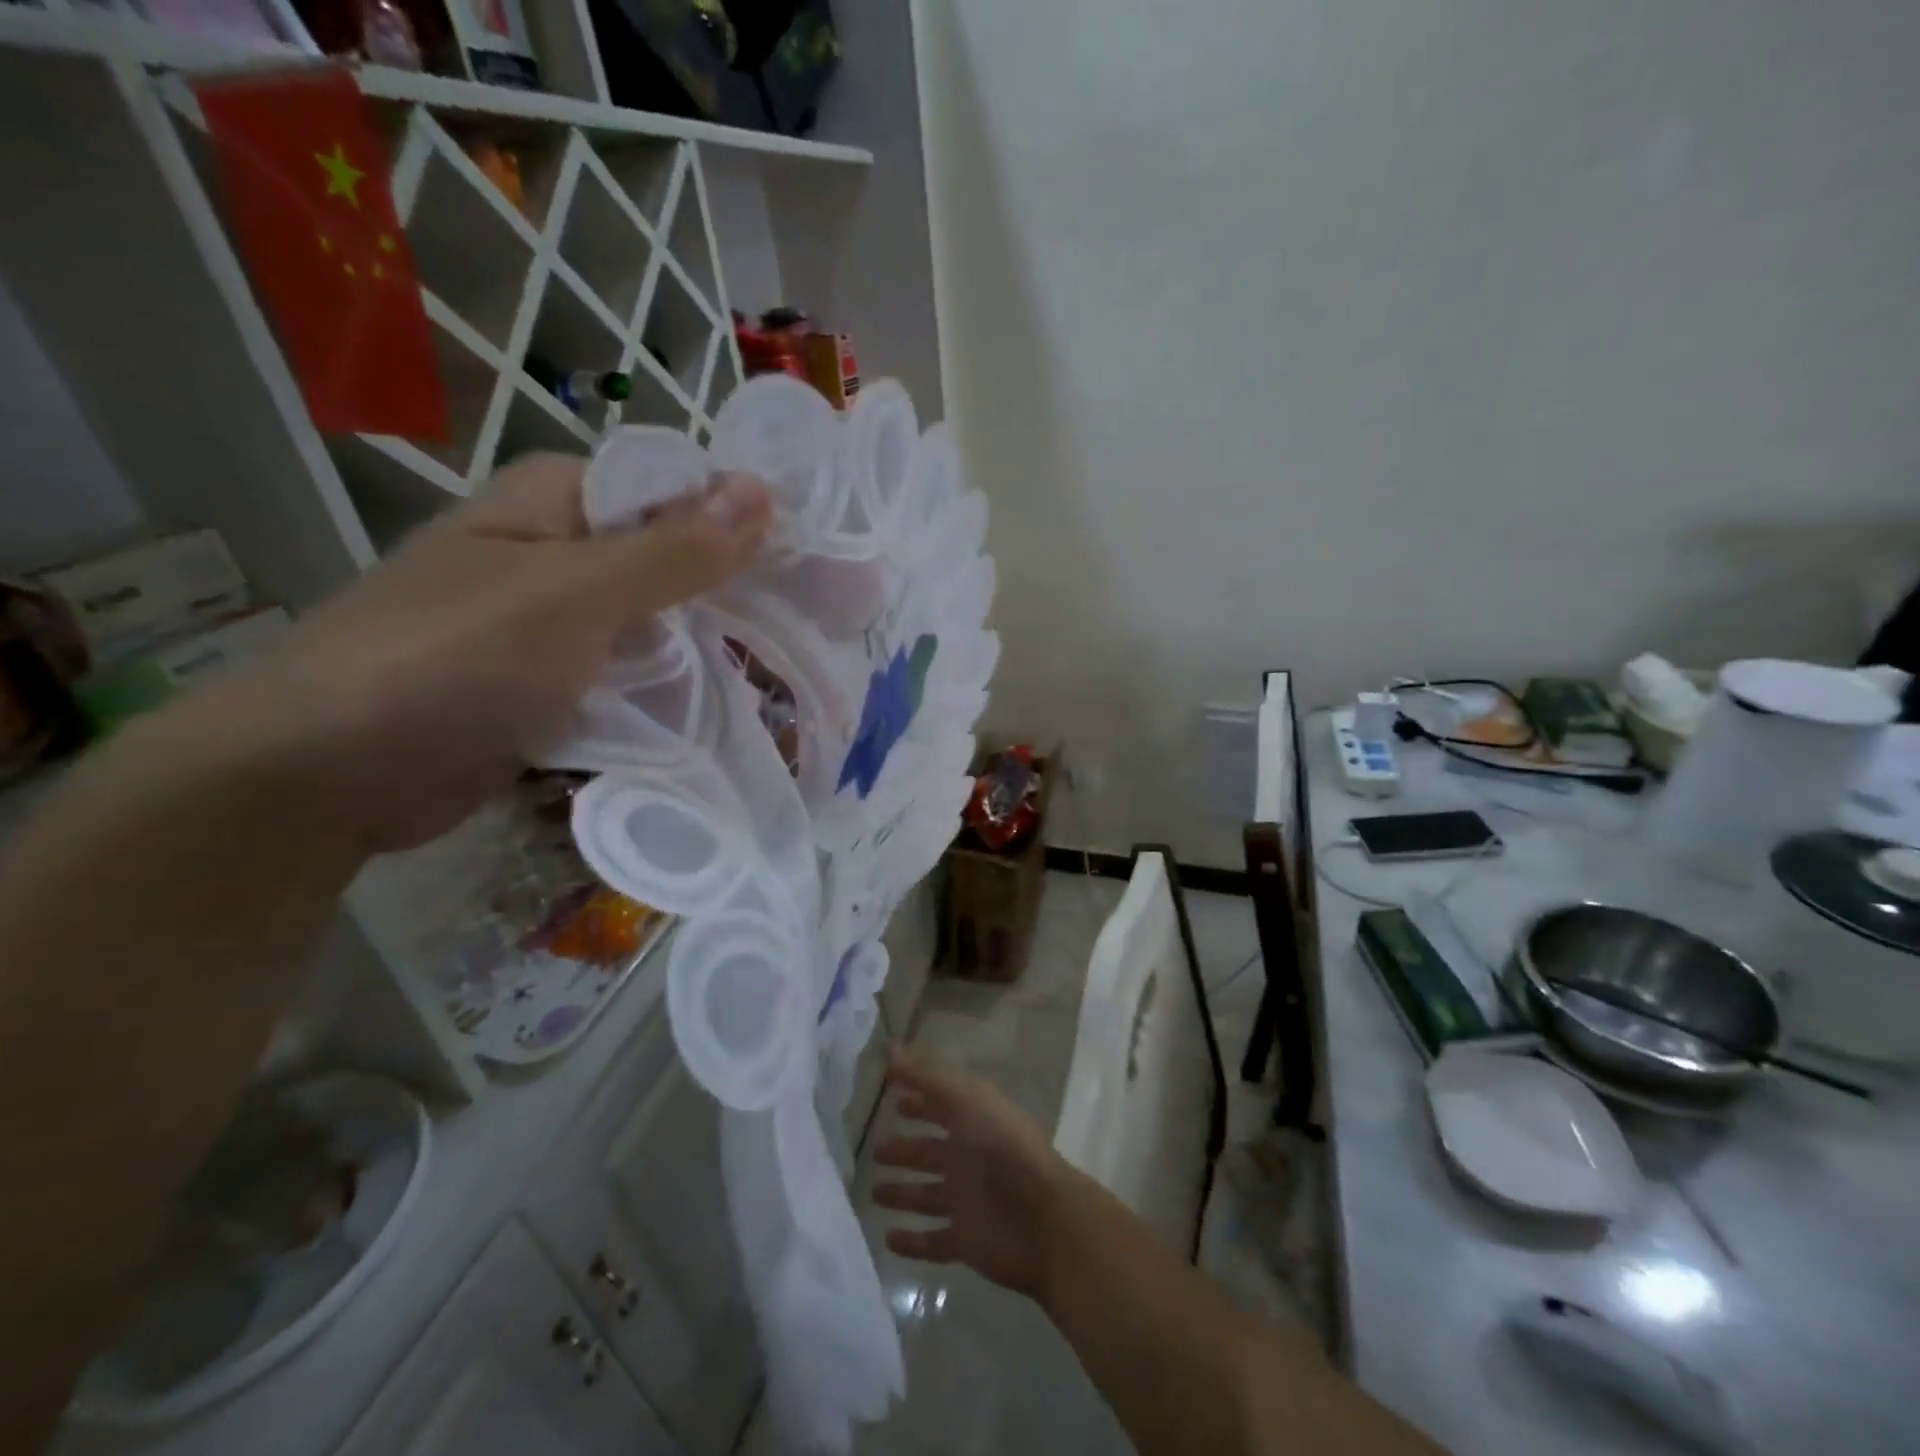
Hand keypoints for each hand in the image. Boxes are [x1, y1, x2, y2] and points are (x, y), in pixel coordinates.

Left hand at [222, 452, 771, 851]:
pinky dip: (669, 690)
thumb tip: (764, 491)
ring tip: (784, 670)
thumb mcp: (576, 595)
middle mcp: (559, 553)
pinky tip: (725, 707)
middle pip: (670, 561)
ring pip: (656, 625)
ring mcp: (556, 624)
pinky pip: (629, 676)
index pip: (676, 492)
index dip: (743, 521)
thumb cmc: (452, 658)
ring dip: (706, 649)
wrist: (328, 776)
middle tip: (810, 626)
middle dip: (730, 594)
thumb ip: (673, 550)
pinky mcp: (553, 685)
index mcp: (558, 503)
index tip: (812, 565)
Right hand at [872, 1044, 1079, 1300]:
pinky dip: (912, 1241)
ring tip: (873, 1192)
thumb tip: (889, 1046)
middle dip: (904, 1149)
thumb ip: (925, 1075)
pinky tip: (888, 1238)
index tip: (891, 1096)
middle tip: (875, 1150)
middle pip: (930, 1152)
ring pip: (927, 1195)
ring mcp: (967, 1200)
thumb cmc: (1001, 1147)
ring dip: (903, 1193)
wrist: (1042, 1218)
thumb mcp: (963, 1099)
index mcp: (973, 1121)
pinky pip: (933, 1241)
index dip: (917, 1100)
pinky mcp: (966, 1241)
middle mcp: (969, 1158)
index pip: (940, 1106)